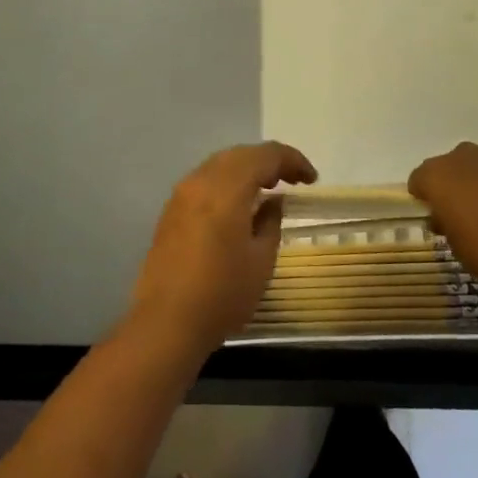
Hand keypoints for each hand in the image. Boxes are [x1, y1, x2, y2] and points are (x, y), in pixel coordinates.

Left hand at [131, 142, 317, 352]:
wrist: (166, 322)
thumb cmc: (222, 294)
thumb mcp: (261, 260)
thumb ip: (271, 222)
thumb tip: (274, 201)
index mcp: (226, 189)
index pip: (264, 155)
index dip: (292, 160)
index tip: (311, 179)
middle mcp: (200, 181)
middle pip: (240, 154)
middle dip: (269, 161)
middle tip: (293, 180)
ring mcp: (181, 195)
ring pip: (219, 165)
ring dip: (247, 169)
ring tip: (269, 189)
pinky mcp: (170, 211)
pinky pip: (205, 181)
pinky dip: (227, 182)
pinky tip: (239, 204)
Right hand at [408, 143, 477, 297]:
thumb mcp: (456, 246)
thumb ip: (447, 223)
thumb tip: (447, 217)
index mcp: (439, 174)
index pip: (420, 178)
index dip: (427, 196)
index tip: (437, 215)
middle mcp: (467, 155)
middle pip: (456, 165)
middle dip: (460, 183)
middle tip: (471, 213)